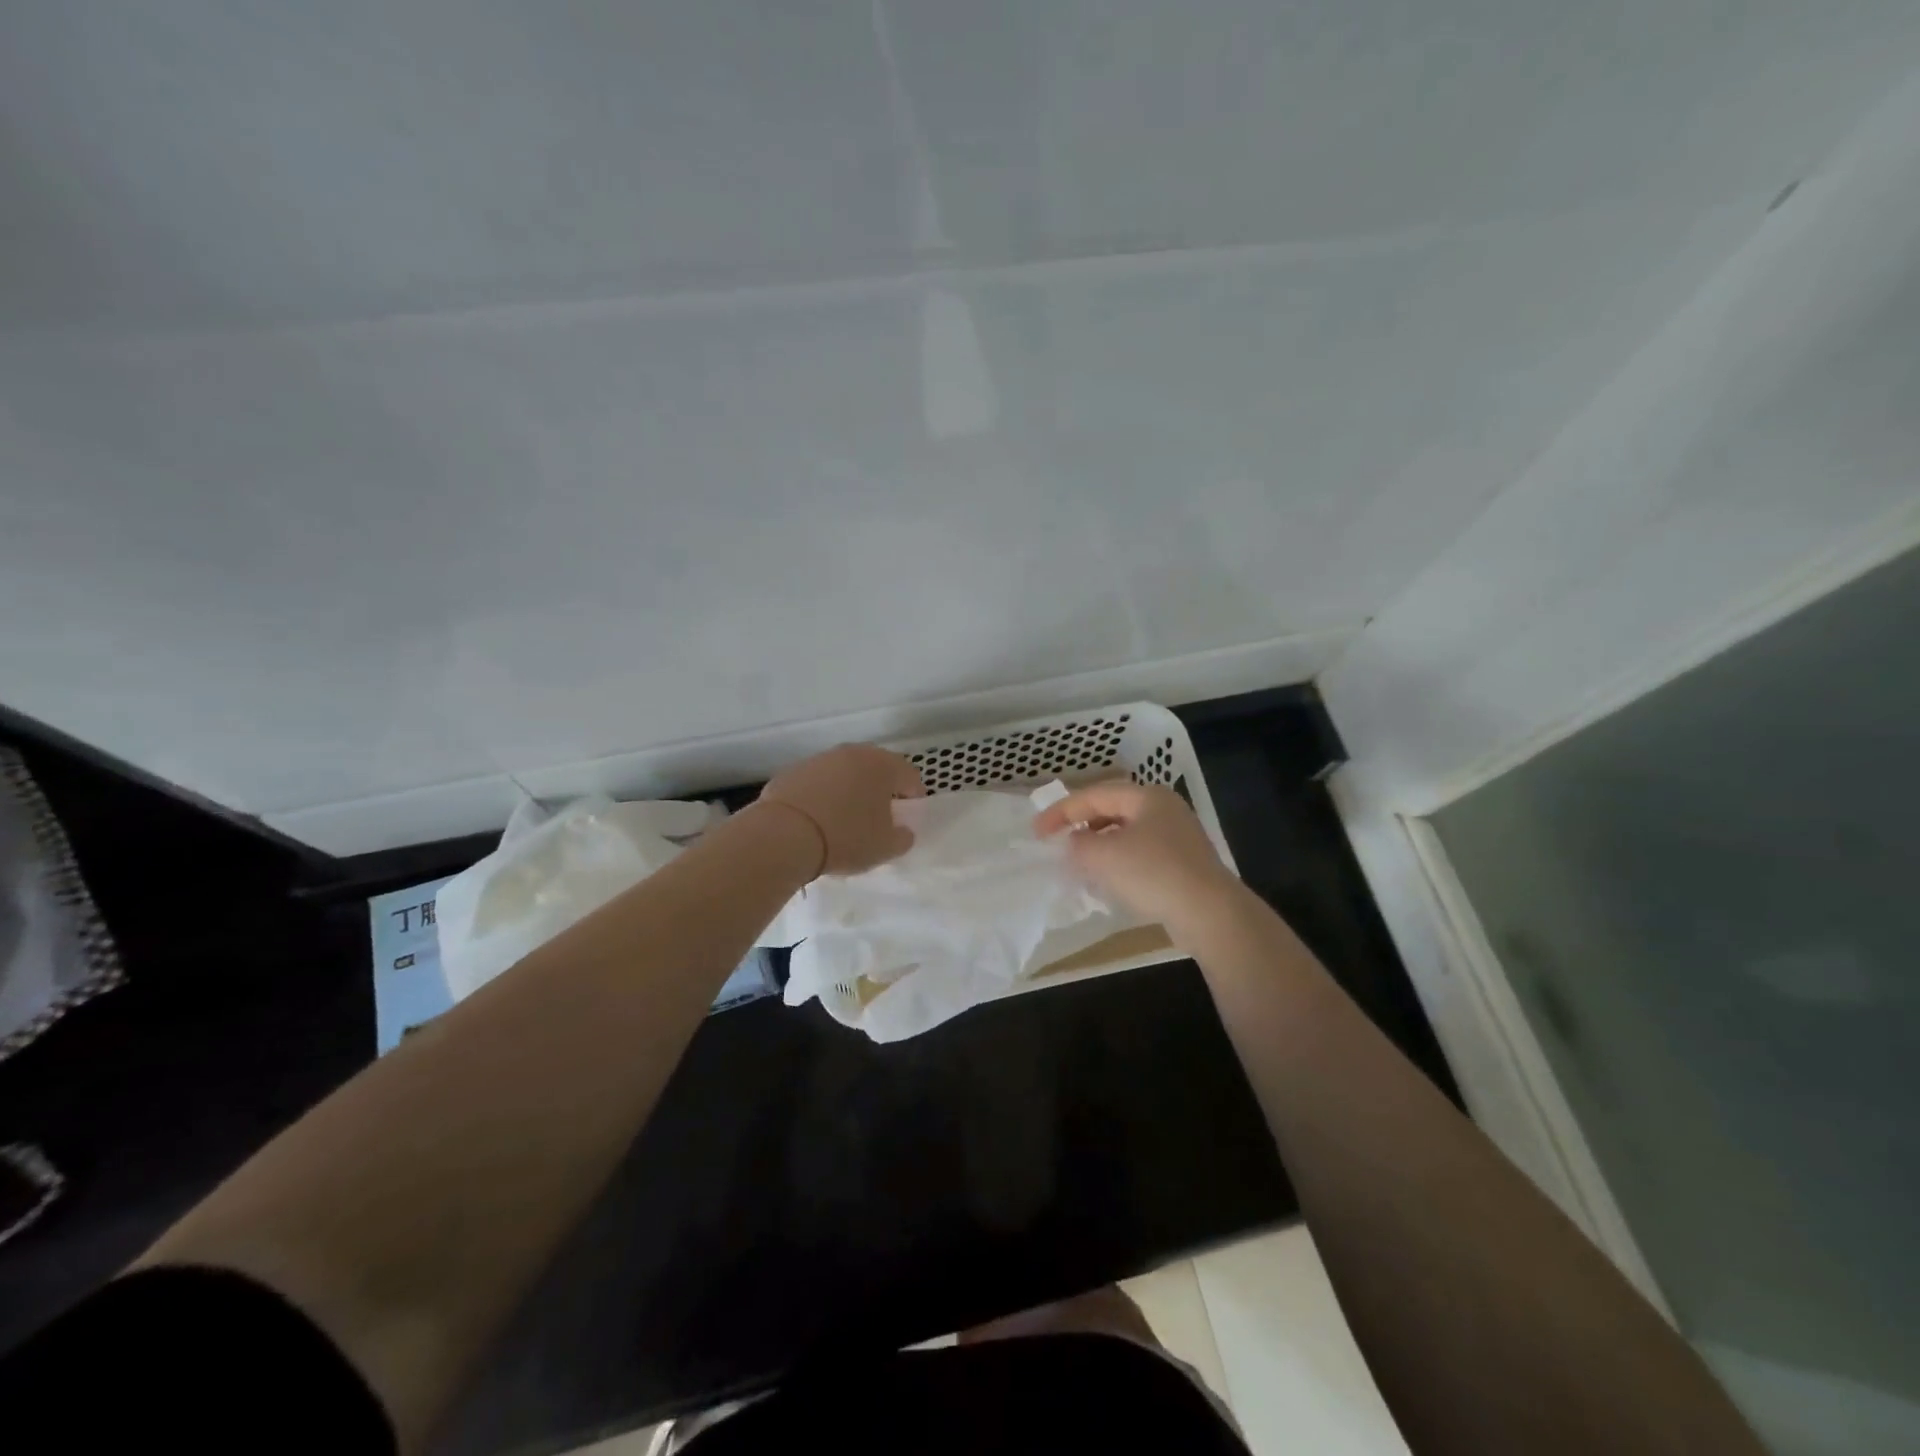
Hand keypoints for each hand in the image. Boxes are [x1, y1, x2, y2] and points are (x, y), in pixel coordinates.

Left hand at [756, 744, 924, 876]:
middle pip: (876, 768)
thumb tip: (902, 831)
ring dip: (850, 789)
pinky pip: (818, 782)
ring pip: (845, 772)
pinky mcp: (792, 771)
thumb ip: (902, 838)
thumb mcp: (885, 848)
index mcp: (882, 766)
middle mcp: (852, 753)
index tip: (908, 816)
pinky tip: (818, 818)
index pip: (909, 775)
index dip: (913, 796)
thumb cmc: (846, 838)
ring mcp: (820, 759)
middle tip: (879, 814)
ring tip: (846, 817)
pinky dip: (823, 794)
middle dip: (881, 788)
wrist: (784, 836)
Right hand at [1033, 782, 1238, 931]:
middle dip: (1082, 825)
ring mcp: (1178, 838)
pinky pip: (1141, 856)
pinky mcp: (1184, 865)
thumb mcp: (1104, 855)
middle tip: (1058, 842)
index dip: (1062, 811)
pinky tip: (1109, 881)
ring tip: (1079, 863)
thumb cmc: (1153, 873)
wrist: (1209, 913)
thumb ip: (1079, 844)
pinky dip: (1118, 863)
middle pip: (1112, 811)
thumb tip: (1075, 843)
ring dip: (1099, 846)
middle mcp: (1165, 810)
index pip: (1095, 795)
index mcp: (1147, 796)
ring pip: (1127, 834)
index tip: (1037, 832)